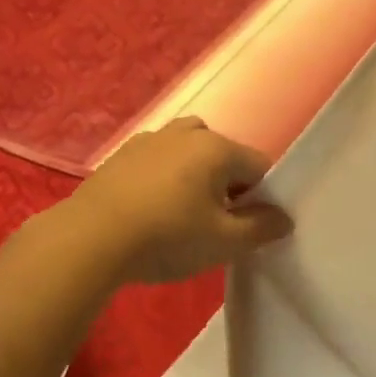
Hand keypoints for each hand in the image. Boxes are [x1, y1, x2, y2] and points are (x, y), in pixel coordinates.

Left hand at [67, 118, 292, 284]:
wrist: (91, 237)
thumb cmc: (167, 237)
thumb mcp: (223, 242)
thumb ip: (260, 228)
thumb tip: (284, 218)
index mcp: (216, 148)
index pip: (258, 165)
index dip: (261, 196)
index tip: (247, 226)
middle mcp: (186, 134)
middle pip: (222, 152)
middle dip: (226, 180)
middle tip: (215, 219)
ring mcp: (150, 139)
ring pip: (186, 148)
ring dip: (193, 172)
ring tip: (182, 209)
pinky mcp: (122, 154)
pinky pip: (156, 157)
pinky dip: (162, 174)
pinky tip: (150, 206)